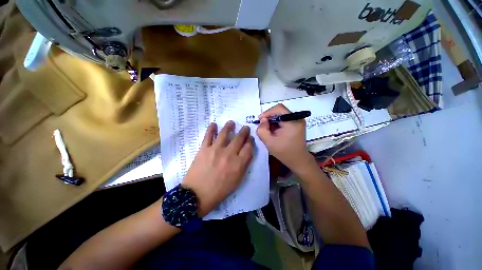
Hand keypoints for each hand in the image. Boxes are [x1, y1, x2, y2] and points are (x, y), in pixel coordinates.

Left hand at [182, 121, 252, 215]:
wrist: (198, 194)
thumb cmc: (219, 192)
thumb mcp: (236, 182)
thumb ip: (242, 168)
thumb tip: (245, 156)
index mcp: (239, 164)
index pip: (248, 148)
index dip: (251, 142)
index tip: (251, 139)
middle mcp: (229, 154)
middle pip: (239, 138)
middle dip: (244, 131)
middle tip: (245, 128)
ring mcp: (216, 150)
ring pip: (224, 133)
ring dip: (229, 126)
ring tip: (231, 123)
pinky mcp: (203, 149)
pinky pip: (208, 136)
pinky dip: (211, 128)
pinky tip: (213, 124)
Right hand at [256, 104, 313, 171]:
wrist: (298, 160)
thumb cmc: (285, 152)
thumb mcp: (269, 142)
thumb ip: (262, 130)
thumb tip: (262, 120)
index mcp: (292, 121)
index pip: (278, 108)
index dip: (268, 112)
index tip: (260, 120)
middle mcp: (297, 118)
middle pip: (281, 111)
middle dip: (270, 117)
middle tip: (263, 126)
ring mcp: (299, 121)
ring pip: (283, 115)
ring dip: (274, 120)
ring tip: (268, 130)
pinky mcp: (298, 124)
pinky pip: (286, 119)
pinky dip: (279, 123)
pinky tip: (275, 131)